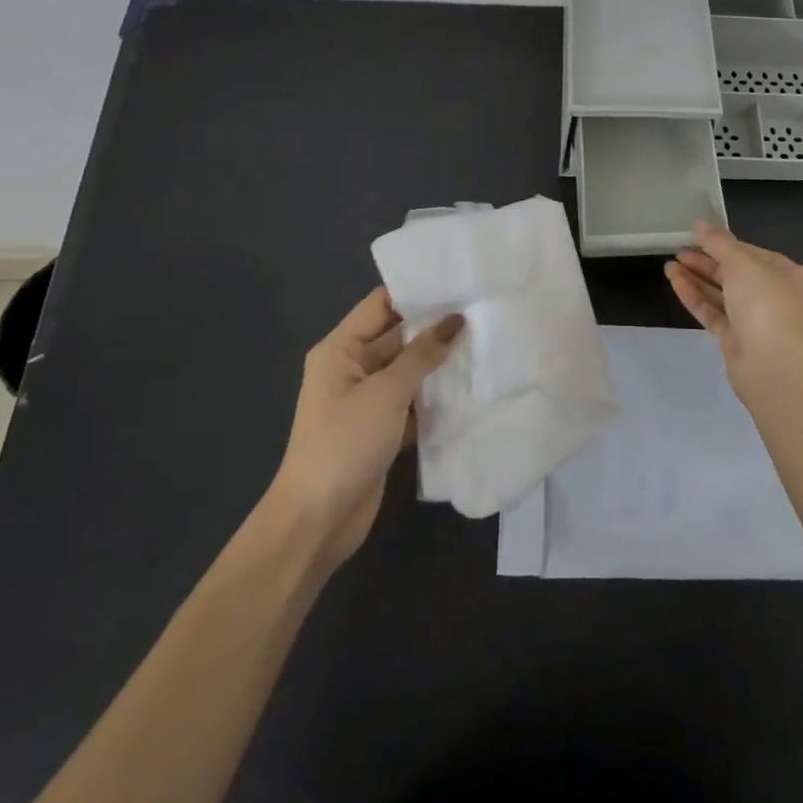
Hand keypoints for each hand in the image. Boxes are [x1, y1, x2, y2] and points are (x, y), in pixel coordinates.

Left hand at [269, 287, 462, 565]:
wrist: (317, 520)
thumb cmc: (344, 443)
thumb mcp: (385, 393)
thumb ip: (422, 355)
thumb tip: (456, 321)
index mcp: (340, 349)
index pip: (381, 304)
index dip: (417, 292)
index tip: (459, 282)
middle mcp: (352, 367)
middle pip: (398, 335)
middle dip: (436, 326)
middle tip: (482, 311)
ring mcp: (367, 400)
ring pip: (409, 370)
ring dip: (440, 362)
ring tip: (486, 342)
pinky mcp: (382, 428)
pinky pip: (413, 401)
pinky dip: (436, 395)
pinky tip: (471, 386)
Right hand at [666, 221, 802, 402]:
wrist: (773, 367)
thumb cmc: (767, 304)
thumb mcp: (743, 263)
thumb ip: (719, 242)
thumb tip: (699, 223)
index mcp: (793, 276)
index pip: (755, 254)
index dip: (727, 244)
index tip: (699, 236)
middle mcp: (778, 298)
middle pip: (738, 274)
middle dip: (707, 262)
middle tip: (679, 250)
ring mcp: (757, 322)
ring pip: (723, 295)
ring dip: (697, 279)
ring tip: (669, 264)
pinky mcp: (737, 341)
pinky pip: (714, 313)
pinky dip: (695, 297)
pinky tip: (674, 281)